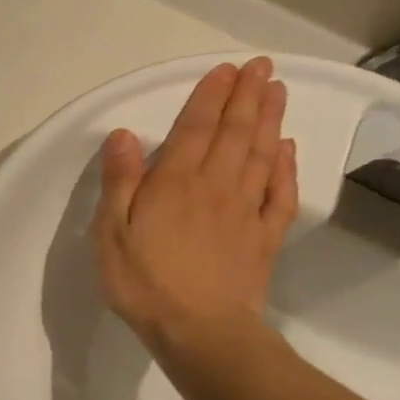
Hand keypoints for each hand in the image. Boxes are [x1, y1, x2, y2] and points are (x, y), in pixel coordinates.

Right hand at [94, 58, 297, 363]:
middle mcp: (216, 187)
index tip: (226, 70)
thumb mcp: (111, 233)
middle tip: (262, 66)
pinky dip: (286, 167)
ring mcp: (245, 212)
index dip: (211, 97)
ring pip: (261, 155)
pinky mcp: (264, 238)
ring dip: (270, 120)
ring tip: (277, 91)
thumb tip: (125, 136)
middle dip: (248, 97)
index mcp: (176, 183)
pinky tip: (288, 149)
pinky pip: (280, 194)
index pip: (196, 129)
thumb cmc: (145, 283)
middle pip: (235, 133)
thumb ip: (120, 182)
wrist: (201, 333)